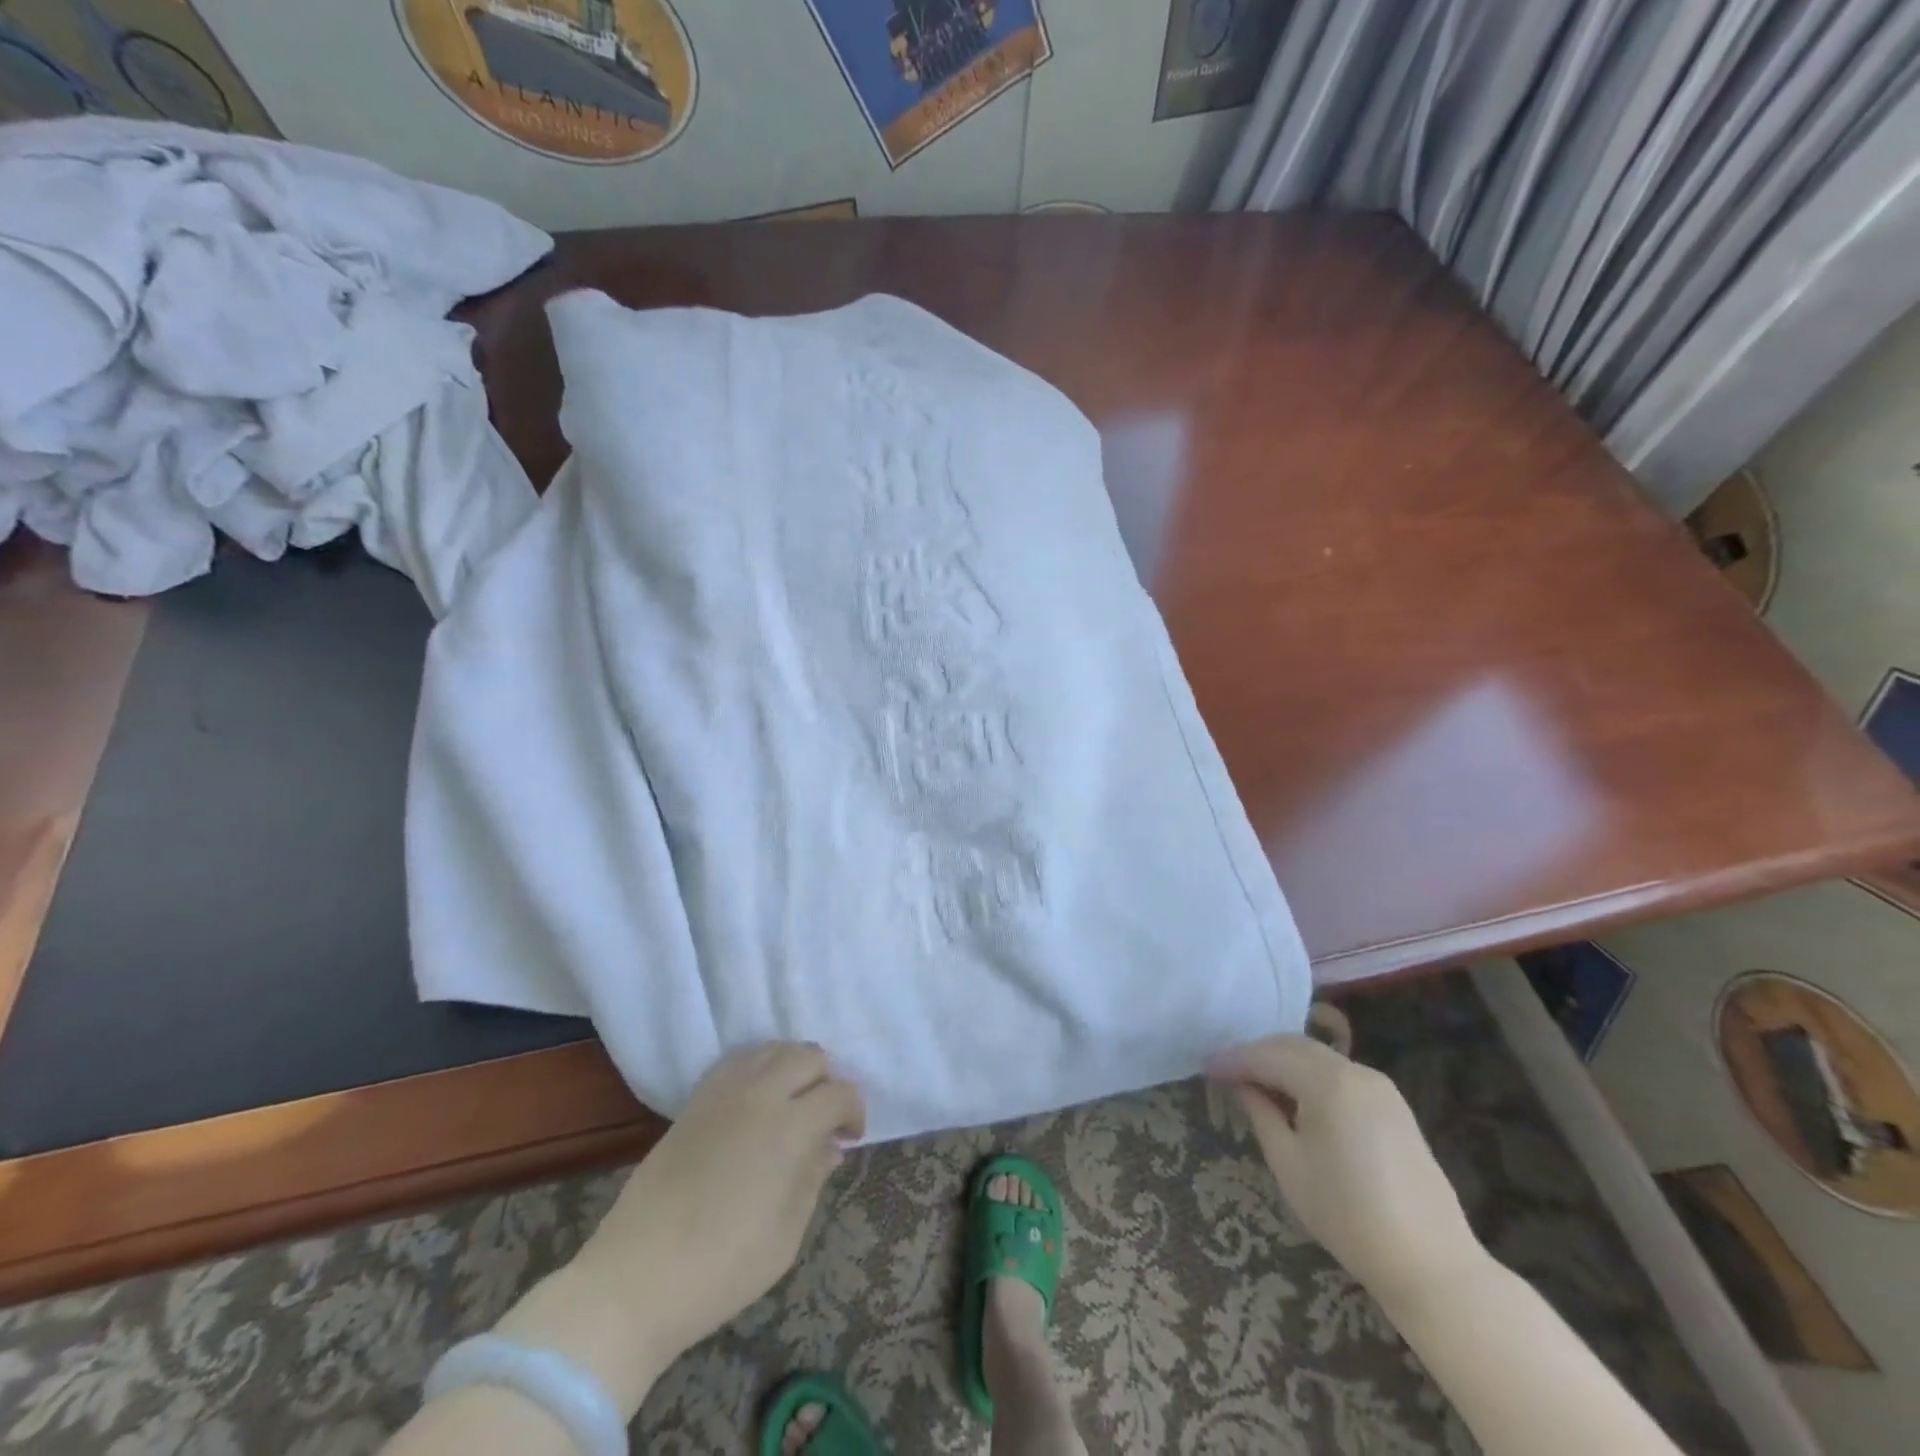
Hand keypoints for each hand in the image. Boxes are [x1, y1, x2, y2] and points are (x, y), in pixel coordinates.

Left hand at [577, 1042, 865, 1360]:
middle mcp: (758, 1094)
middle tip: (823, 1119)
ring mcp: (722, 1092)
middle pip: (808, 1055)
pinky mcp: (694, 1100)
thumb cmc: (722, 1267)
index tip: (849, 1138)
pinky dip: (759, 1069)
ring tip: (792, 1105)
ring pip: (772, 1049)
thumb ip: (812, 1179)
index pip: (838, 1092)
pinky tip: (757, 1103)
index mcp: (788, 1127)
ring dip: (793, 1068)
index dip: (853, 1111)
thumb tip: (828, 1147)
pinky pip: (738, 1061)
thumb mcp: (786, 1235)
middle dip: (826, 1080)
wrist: (635, 1278)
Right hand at [1212, 1034, 1482, 1306]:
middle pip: (1293, 1046)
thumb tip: (1242, 1085)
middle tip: (1226, 1070)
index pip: (1268, 1056)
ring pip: (1317, 1056)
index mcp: (1328, 1083)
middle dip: (1257, 1053)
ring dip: (1283, 1061)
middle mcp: (1355, 1071)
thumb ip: (1262, 1114)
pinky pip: (1339, 1073)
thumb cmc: (1348, 1216)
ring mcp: (1379, 1085)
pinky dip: (1310, 1074)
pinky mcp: (1392, 1104)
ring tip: (1256, 1082)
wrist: (1431, 1263)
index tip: (1205, 1065)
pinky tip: (1295, 1096)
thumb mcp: (1290, 1165)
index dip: (1234, 1059)